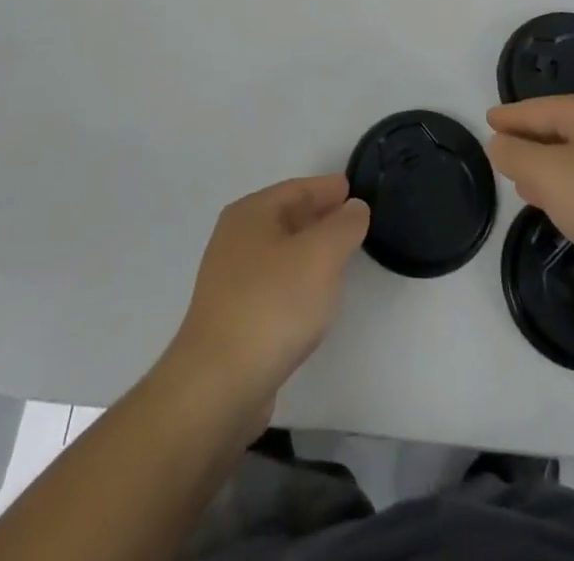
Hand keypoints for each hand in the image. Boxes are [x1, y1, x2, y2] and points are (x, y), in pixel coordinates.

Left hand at [170, 175, 369, 409]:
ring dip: (309, 249)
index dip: (327, 188)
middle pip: (286, 217)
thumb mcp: (321, 255)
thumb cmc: (273, 304)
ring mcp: (230, 280)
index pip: (296, 189)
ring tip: (340, 256)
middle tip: (353, 220)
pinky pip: (274, 283)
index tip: (353, 190)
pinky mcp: (233, 317)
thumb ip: (344, 225)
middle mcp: (235, 239)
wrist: (219, 384)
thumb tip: (353, 207)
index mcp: (251, 214)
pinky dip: (297, 279)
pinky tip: (314, 296)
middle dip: (319, 216)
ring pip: (280, 251)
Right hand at [487, 94, 573, 308]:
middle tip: (503, 158)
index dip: (508, 118)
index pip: (535, 109)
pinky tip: (570, 211)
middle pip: (557, 129)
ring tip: (528, 189)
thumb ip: (516, 156)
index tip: (487, 122)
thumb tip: (499, 142)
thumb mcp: (549, 176)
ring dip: (551, 170)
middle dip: (529, 143)